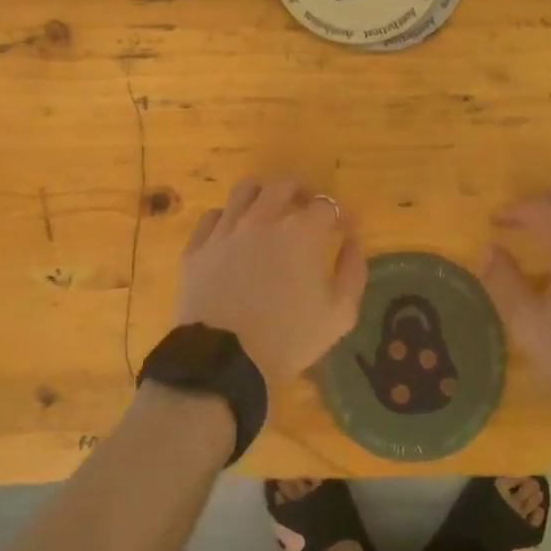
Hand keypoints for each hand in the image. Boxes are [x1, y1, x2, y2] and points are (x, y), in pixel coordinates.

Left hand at [175, 179, 365, 388]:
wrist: (222, 362)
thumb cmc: (287, 339)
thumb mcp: (339, 314)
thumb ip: (353, 271)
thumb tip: (352, 240)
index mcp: (300, 232)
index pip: (326, 206)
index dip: (340, 216)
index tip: (345, 230)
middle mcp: (262, 219)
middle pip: (283, 187)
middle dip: (301, 195)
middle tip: (306, 214)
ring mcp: (225, 230)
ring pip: (244, 190)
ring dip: (262, 196)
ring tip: (267, 213)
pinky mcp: (197, 246)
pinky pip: (212, 216)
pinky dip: (226, 219)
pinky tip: (232, 234)